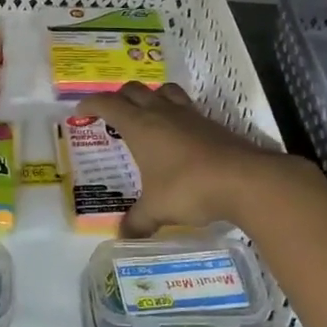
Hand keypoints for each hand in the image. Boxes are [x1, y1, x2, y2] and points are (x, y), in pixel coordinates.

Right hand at [77, 82, 313, 237]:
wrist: (245, 180)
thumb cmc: (189, 188)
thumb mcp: (157, 209)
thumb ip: (137, 222)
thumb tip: (122, 237)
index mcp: (140, 126)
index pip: (108, 104)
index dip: (92, 104)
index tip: (81, 111)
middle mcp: (162, 113)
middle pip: (134, 90)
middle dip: (119, 97)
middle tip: (111, 114)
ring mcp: (189, 116)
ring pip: (164, 91)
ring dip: (150, 97)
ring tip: (146, 115)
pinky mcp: (211, 124)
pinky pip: (186, 108)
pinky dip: (175, 114)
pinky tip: (178, 135)